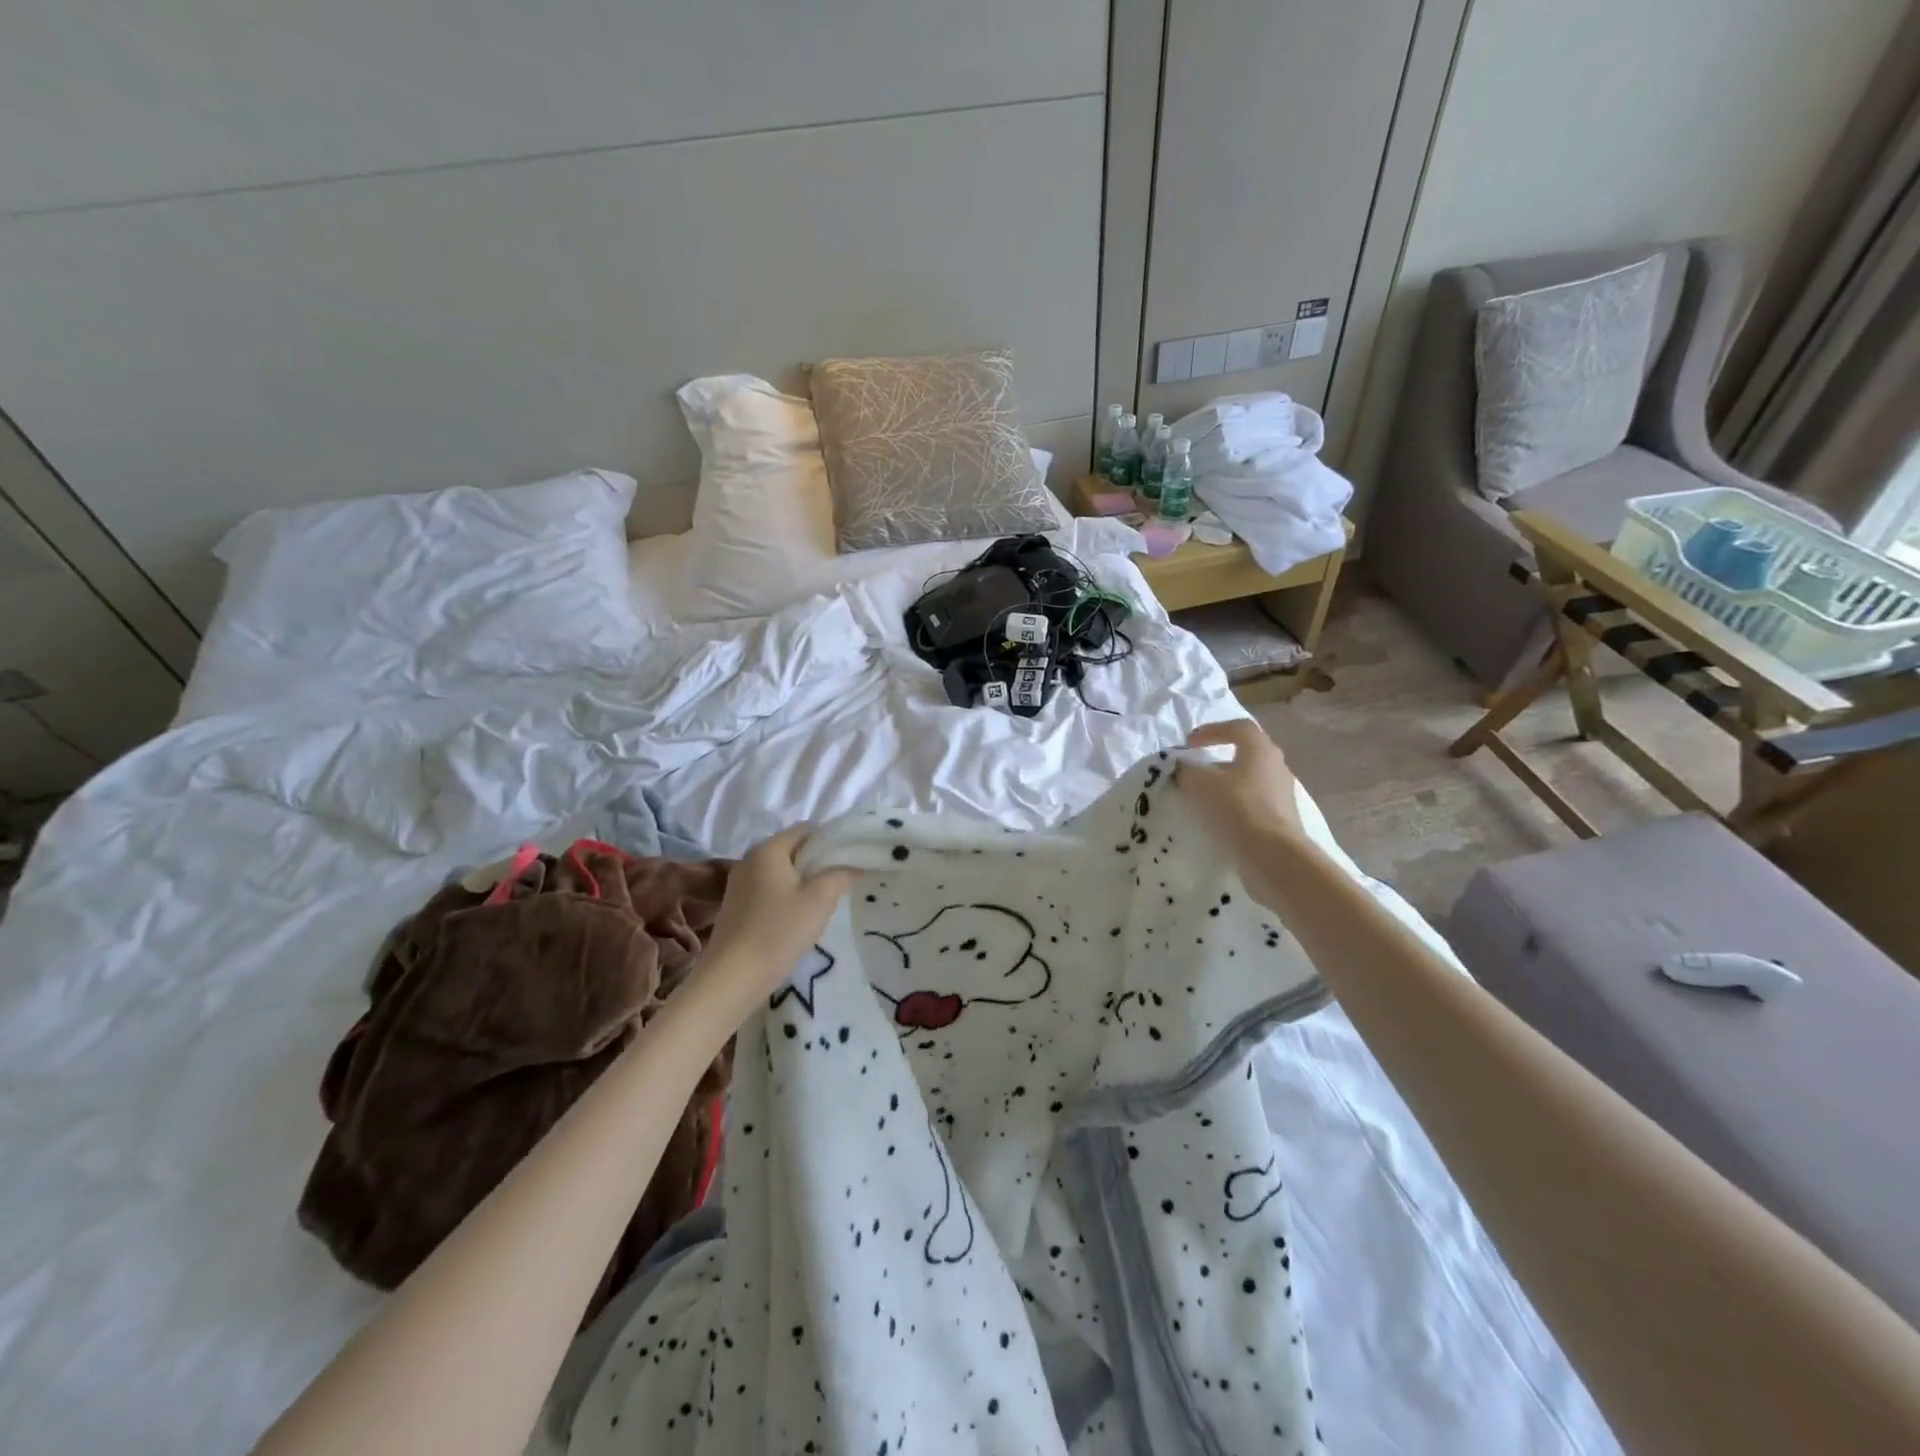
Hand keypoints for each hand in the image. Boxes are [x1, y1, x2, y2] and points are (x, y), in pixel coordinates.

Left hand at [700, 827, 860, 1009]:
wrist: (734, 977)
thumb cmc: (779, 931)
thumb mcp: (820, 899)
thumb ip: (840, 874)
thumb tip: (853, 865)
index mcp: (768, 849)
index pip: (806, 829)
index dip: (831, 841)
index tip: (850, 861)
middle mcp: (749, 859)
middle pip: (792, 849)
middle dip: (818, 863)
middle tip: (841, 883)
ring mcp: (739, 883)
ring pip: (781, 872)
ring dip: (803, 882)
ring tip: (823, 903)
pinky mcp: (736, 906)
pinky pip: (768, 890)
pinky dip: (786, 897)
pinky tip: (798, 919)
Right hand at [1176, 719, 1305, 865]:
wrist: (1274, 856)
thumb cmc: (1237, 808)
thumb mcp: (1199, 784)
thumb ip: (1187, 771)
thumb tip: (1183, 769)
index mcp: (1260, 749)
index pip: (1237, 727)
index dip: (1212, 730)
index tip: (1190, 743)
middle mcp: (1276, 767)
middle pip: (1246, 754)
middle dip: (1218, 760)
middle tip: (1197, 770)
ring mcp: (1283, 794)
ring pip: (1249, 780)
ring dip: (1226, 785)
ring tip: (1203, 798)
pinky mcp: (1282, 819)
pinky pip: (1253, 804)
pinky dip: (1234, 806)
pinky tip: (1218, 819)